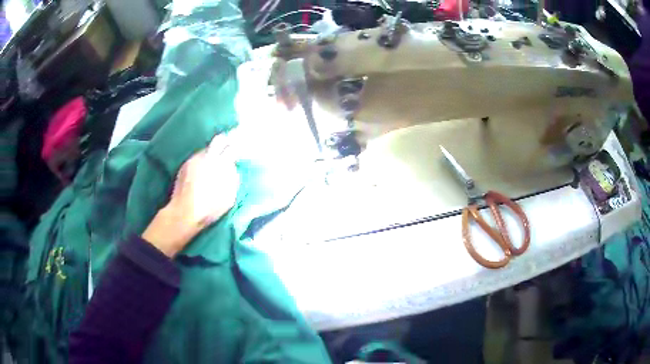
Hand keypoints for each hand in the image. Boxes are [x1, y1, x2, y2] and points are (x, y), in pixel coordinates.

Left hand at [143, 134, 238, 256]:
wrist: (184, 213)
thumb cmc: (209, 208)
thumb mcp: (229, 197)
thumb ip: (232, 178)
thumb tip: (232, 168)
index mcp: (221, 164)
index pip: (232, 148)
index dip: (235, 149)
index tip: (236, 152)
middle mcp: (207, 157)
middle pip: (218, 140)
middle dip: (224, 143)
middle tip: (226, 149)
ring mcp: (194, 159)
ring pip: (206, 150)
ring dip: (211, 155)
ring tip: (211, 165)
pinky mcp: (185, 165)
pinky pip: (197, 158)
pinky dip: (201, 162)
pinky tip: (200, 173)